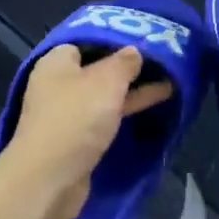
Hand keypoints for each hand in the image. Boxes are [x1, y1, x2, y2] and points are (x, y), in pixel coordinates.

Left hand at [0, 46, 173, 218]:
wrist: (49, 180)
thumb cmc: (75, 118)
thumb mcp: (106, 80)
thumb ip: (124, 62)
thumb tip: (134, 50)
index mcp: (56, 62)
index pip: (86, 40)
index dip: (115, 38)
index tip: (144, 39)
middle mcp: (58, 85)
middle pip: (97, 68)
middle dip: (128, 66)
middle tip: (162, 60)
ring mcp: (66, 114)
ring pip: (104, 95)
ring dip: (131, 90)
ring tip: (169, 82)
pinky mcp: (76, 140)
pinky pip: (105, 118)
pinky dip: (125, 112)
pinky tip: (151, 107)